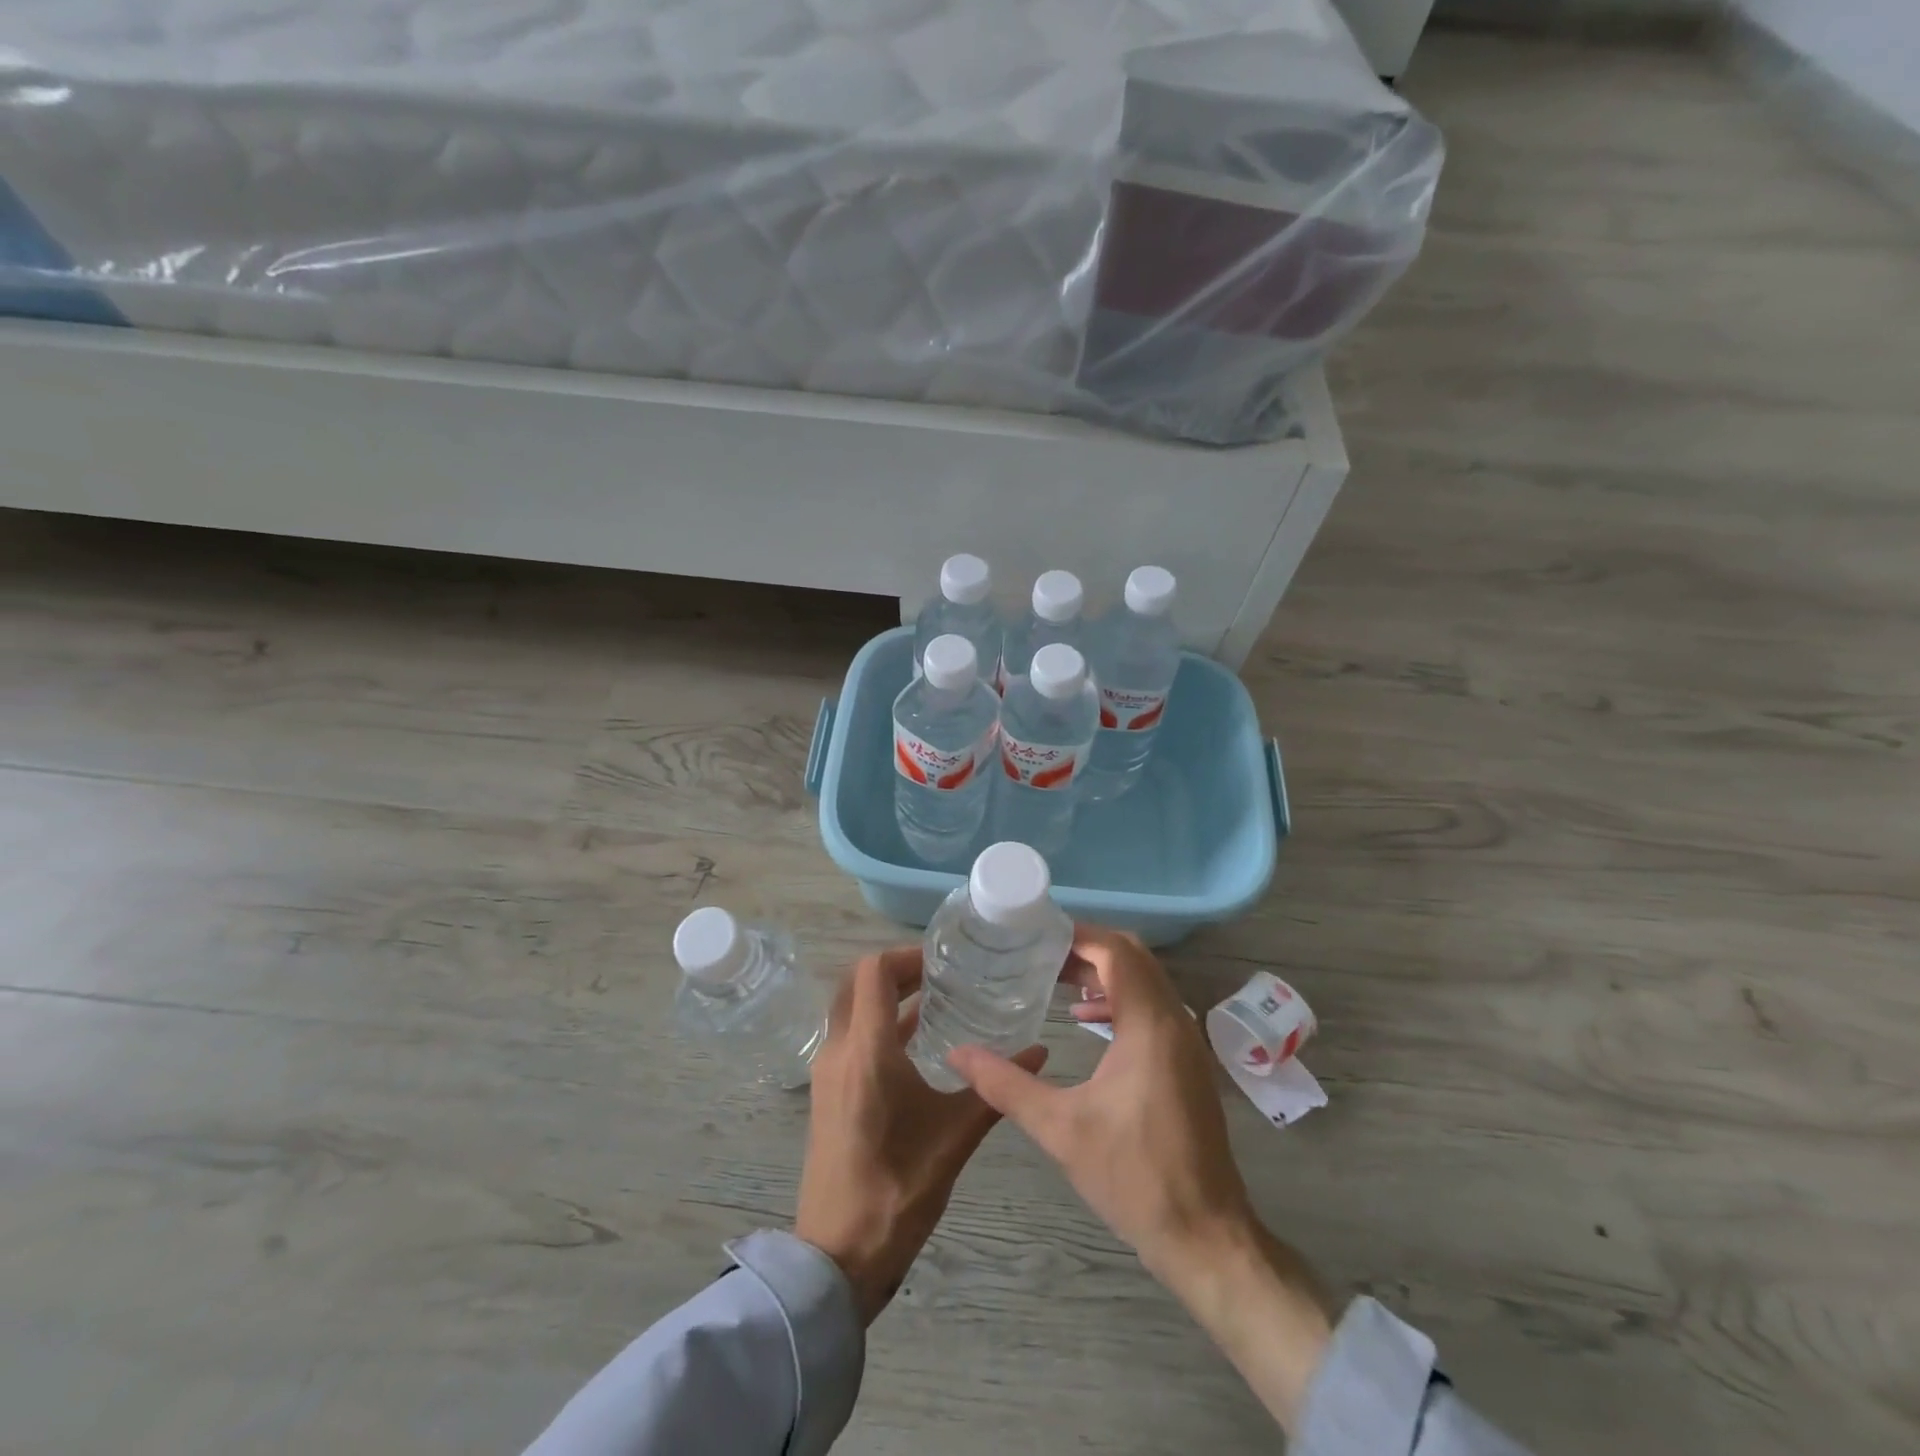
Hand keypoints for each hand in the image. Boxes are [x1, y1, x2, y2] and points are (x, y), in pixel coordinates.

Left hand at [795, 947, 1046, 1324]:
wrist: (838, 1255)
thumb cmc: (898, 1190)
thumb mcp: (955, 1137)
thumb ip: (994, 1090)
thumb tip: (1039, 1051)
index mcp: (866, 1051)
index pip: (874, 971)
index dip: (906, 956)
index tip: (943, 962)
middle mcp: (839, 1050)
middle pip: (858, 982)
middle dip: (897, 971)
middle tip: (941, 975)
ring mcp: (827, 1071)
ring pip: (851, 1008)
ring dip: (885, 998)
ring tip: (935, 1001)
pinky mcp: (827, 1091)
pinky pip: (849, 1036)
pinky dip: (877, 1024)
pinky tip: (916, 1042)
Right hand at [949, 927, 1333, 1432]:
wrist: (1205, 1236)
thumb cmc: (1133, 1176)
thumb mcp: (1060, 1129)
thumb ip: (1005, 1085)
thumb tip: (956, 1055)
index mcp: (1149, 1024)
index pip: (1116, 951)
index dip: (1076, 936)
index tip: (1035, 936)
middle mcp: (1174, 1020)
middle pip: (1133, 957)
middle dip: (1086, 948)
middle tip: (1039, 953)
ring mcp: (1186, 1041)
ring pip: (1145, 980)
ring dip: (1103, 972)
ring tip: (1053, 979)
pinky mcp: (1187, 1061)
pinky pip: (1152, 1006)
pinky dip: (1119, 998)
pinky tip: (1085, 1019)